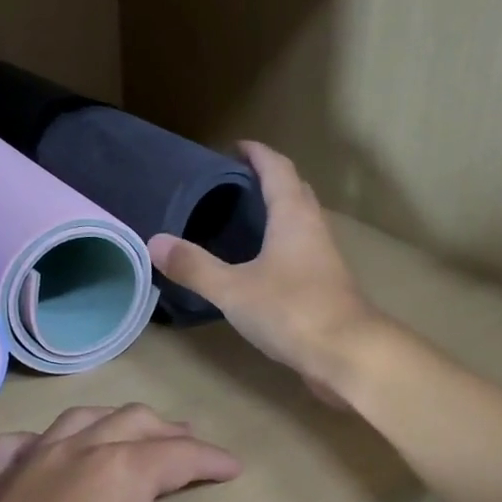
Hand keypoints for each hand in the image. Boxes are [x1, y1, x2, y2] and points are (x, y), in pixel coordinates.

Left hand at [0, 405, 290, 501]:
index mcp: (121, 473)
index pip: (181, 452)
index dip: (213, 459)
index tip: (233, 469)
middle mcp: (71, 453)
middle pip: (130, 422)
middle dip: (167, 433)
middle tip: (188, 450)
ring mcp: (19, 467)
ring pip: (75, 422)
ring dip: (109, 426)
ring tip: (127, 442)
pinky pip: (14, 447)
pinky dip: (39, 445)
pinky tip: (41, 459)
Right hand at [149, 142, 380, 400]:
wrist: (347, 353)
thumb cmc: (291, 310)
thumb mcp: (233, 289)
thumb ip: (194, 267)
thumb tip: (154, 242)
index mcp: (292, 216)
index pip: (277, 169)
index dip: (257, 154)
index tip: (236, 147)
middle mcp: (312, 228)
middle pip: (294, 190)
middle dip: (269, 178)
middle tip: (236, 182)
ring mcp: (324, 257)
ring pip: (301, 220)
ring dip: (278, 211)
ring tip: (244, 218)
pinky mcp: (326, 284)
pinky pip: (301, 249)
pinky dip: (281, 243)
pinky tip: (261, 263)